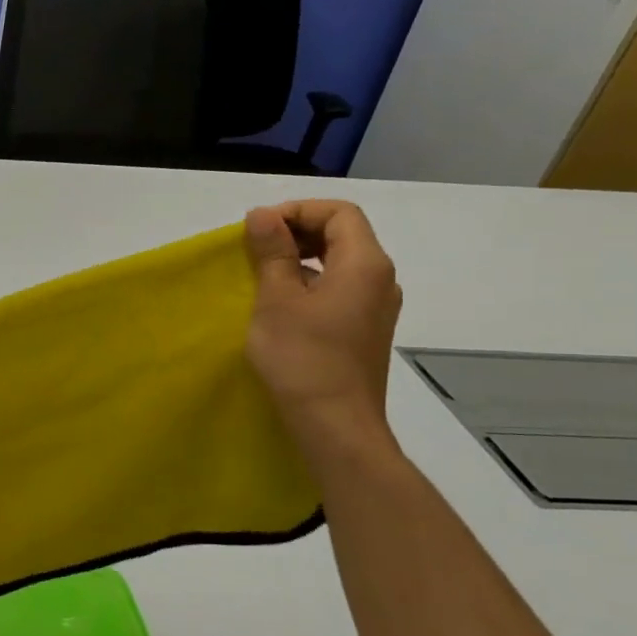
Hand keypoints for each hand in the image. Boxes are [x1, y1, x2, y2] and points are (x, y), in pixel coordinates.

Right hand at [243, 201, 401, 439]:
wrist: (334, 424)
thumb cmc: (302, 357)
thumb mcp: (276, 299)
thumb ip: (272, 252)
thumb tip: (263, 214)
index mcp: (365, 264)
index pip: (339, 213)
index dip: (297, 211)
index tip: (259, 230)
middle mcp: (380, 280)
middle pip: (343, 234)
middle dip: (297, 231)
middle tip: (255, 247)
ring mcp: (376, 307)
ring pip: (340, 262)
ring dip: (301, 258)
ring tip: (262, 274)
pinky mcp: (364, 329)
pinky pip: (340, 288)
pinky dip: (310, 282)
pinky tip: (280, 304)